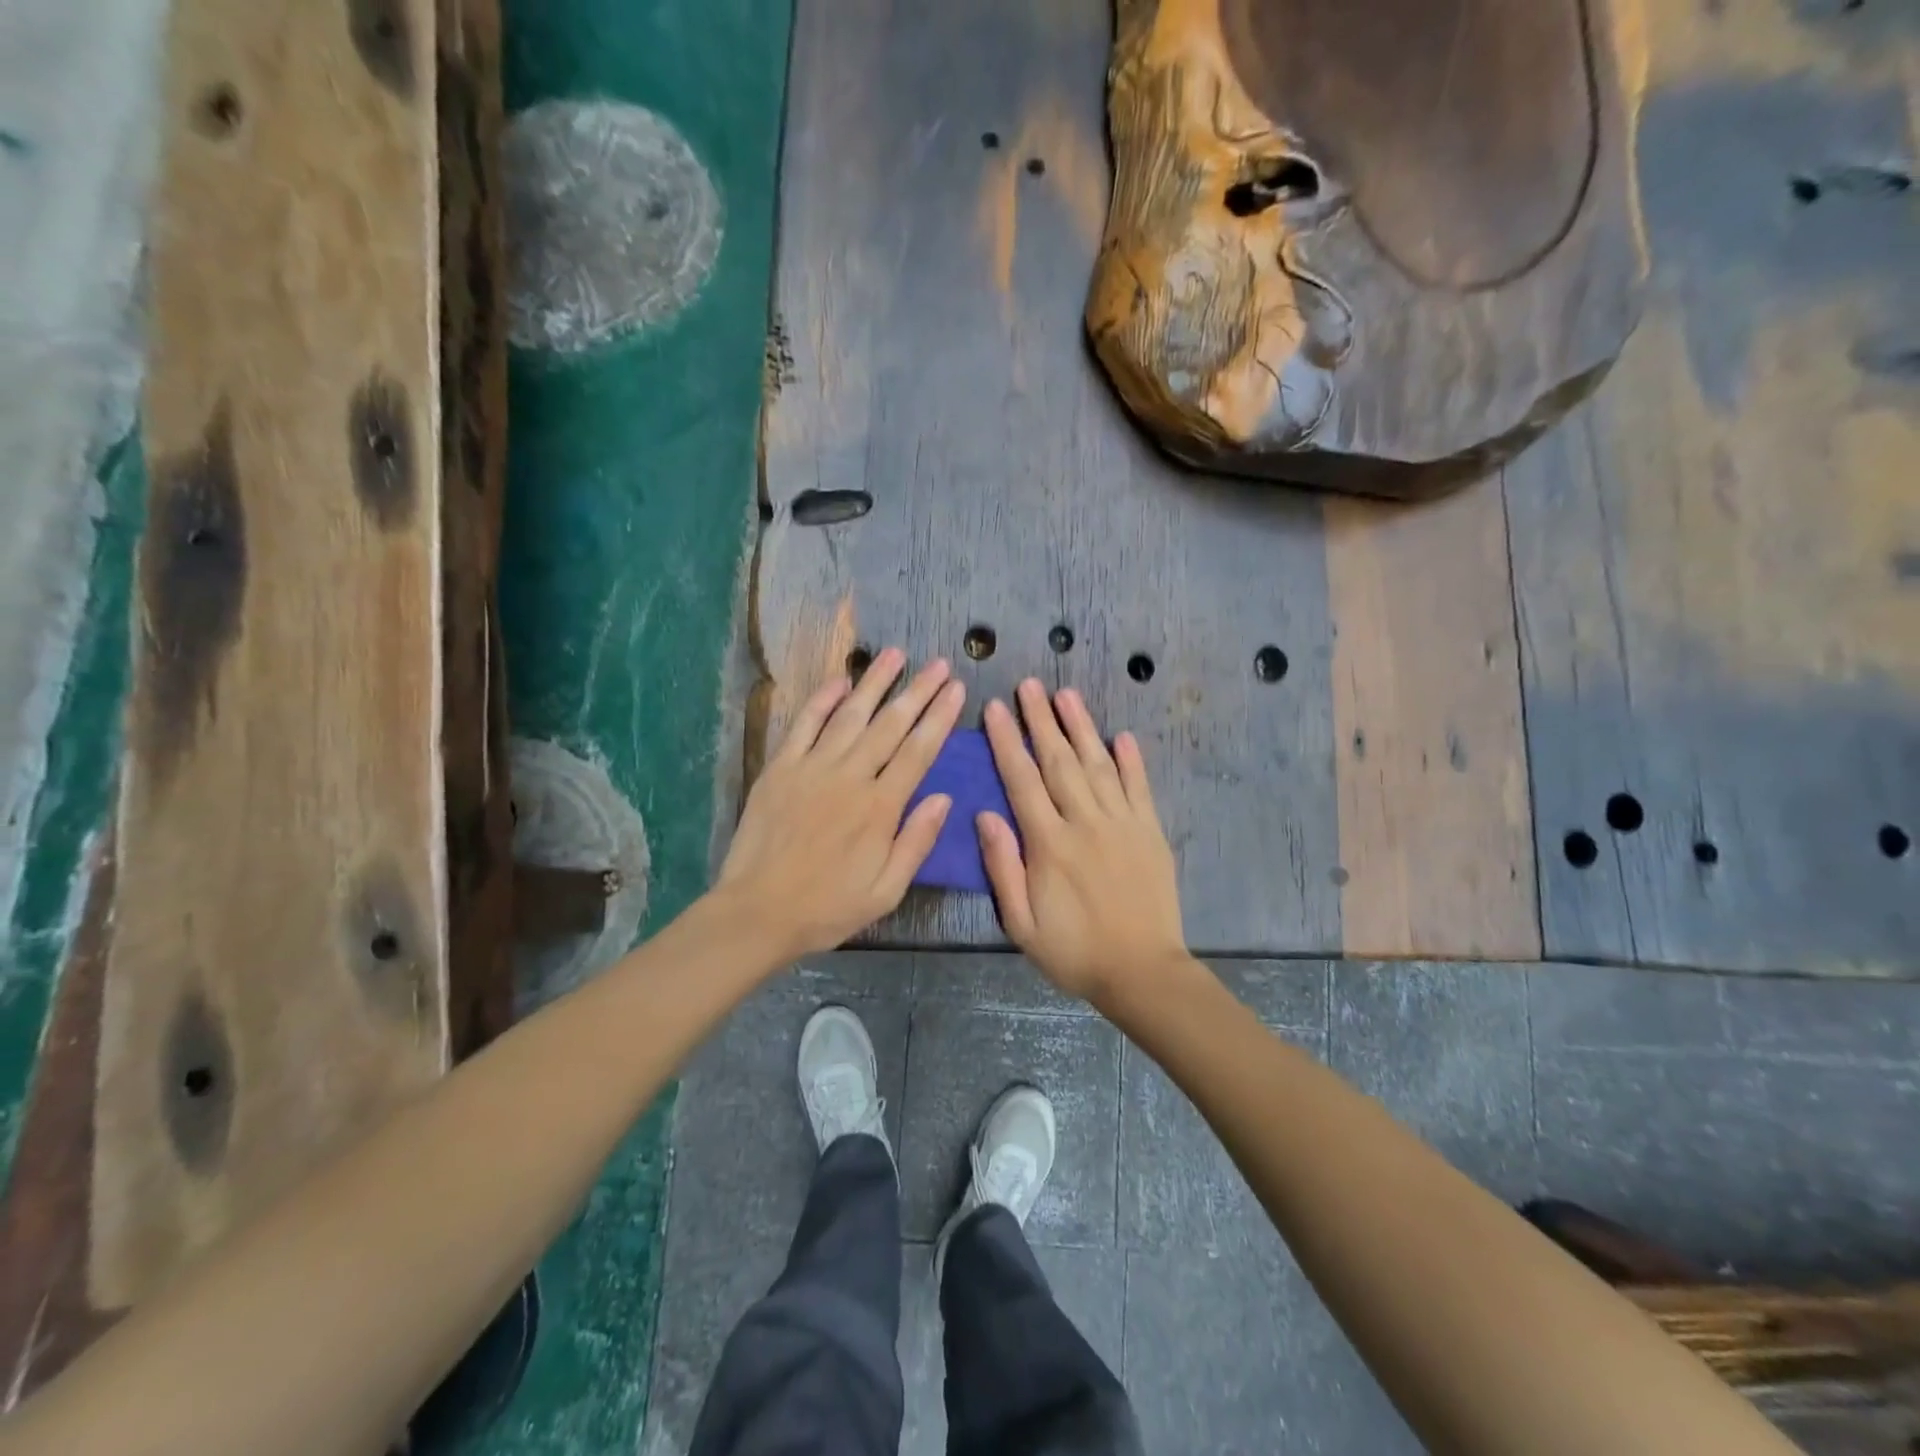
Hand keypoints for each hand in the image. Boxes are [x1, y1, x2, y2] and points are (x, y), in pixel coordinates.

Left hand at [716, 648, 963, 961]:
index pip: (918, 751)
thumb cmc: (827, 907)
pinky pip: (804, 724)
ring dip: (875, 683)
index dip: (940, 717)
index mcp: (880, 807)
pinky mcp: (780, 768)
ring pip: (850, 714)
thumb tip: (945, 797)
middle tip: (939, 664)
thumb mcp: (886, 891)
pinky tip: (839, 680)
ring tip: (896, 654)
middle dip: (918, 691)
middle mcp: (850, 777)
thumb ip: (916, 841)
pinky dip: (822, 700)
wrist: (757, 912)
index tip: (957, 689)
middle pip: (891, 724)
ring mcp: (812, 768)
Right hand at [978, 679, 1187, 1005]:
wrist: (1143, 972)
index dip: (1007, 741)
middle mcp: (1086, 822)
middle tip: (1029, 685)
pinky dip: (1131, 760)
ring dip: (1081, 727)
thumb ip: (1003, 867)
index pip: (1022, 780)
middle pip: (1059, 761)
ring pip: (1098, 764)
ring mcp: (1123, 823)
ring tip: (1066, 695)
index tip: (995, 708)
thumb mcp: (1022, 923)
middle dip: (1041, 720)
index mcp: (1050, 844)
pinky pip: (1140, 787)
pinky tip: (1122, 736)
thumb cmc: (1074, 952)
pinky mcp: (1151, 831)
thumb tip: (985, 815)